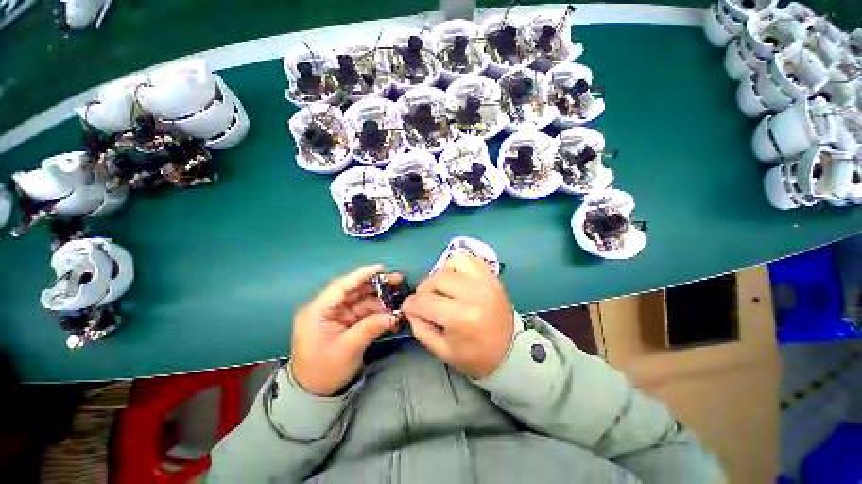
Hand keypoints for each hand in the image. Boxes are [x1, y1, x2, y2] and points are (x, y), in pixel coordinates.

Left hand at [291, 265, 400, 396]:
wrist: (314, 394)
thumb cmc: (324, 371)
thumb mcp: (347, 349)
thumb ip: (370, 328)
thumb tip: (394, 315)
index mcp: (317, 311)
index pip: (341, 286)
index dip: (361, 275)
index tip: (381, 268)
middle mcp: (326, 308)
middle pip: (353, 290)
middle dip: (376, 284)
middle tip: (398, 279)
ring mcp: (336, 315)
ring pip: (361, 299)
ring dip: (380, 297)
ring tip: (399, 294)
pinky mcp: (345, 322)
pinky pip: (363, 311)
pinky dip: (377, 310)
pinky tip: (391, 310)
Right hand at [402, 253, 513, 378]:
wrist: (510, 351)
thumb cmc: (475, 356)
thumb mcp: (442, 351)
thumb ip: (420, 328)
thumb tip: (410, 308)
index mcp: (461, 317)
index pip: (424, 302)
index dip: (411, 305)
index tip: (408, 308)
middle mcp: (473, 294)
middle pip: (436, 280)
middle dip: (423, 291)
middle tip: (425, 301)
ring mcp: (485, 282)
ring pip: (451, 263)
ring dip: (440, 275)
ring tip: (442, 289)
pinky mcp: (491, 277)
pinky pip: (469, 259)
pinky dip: (457, 266)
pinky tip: (456, 279)